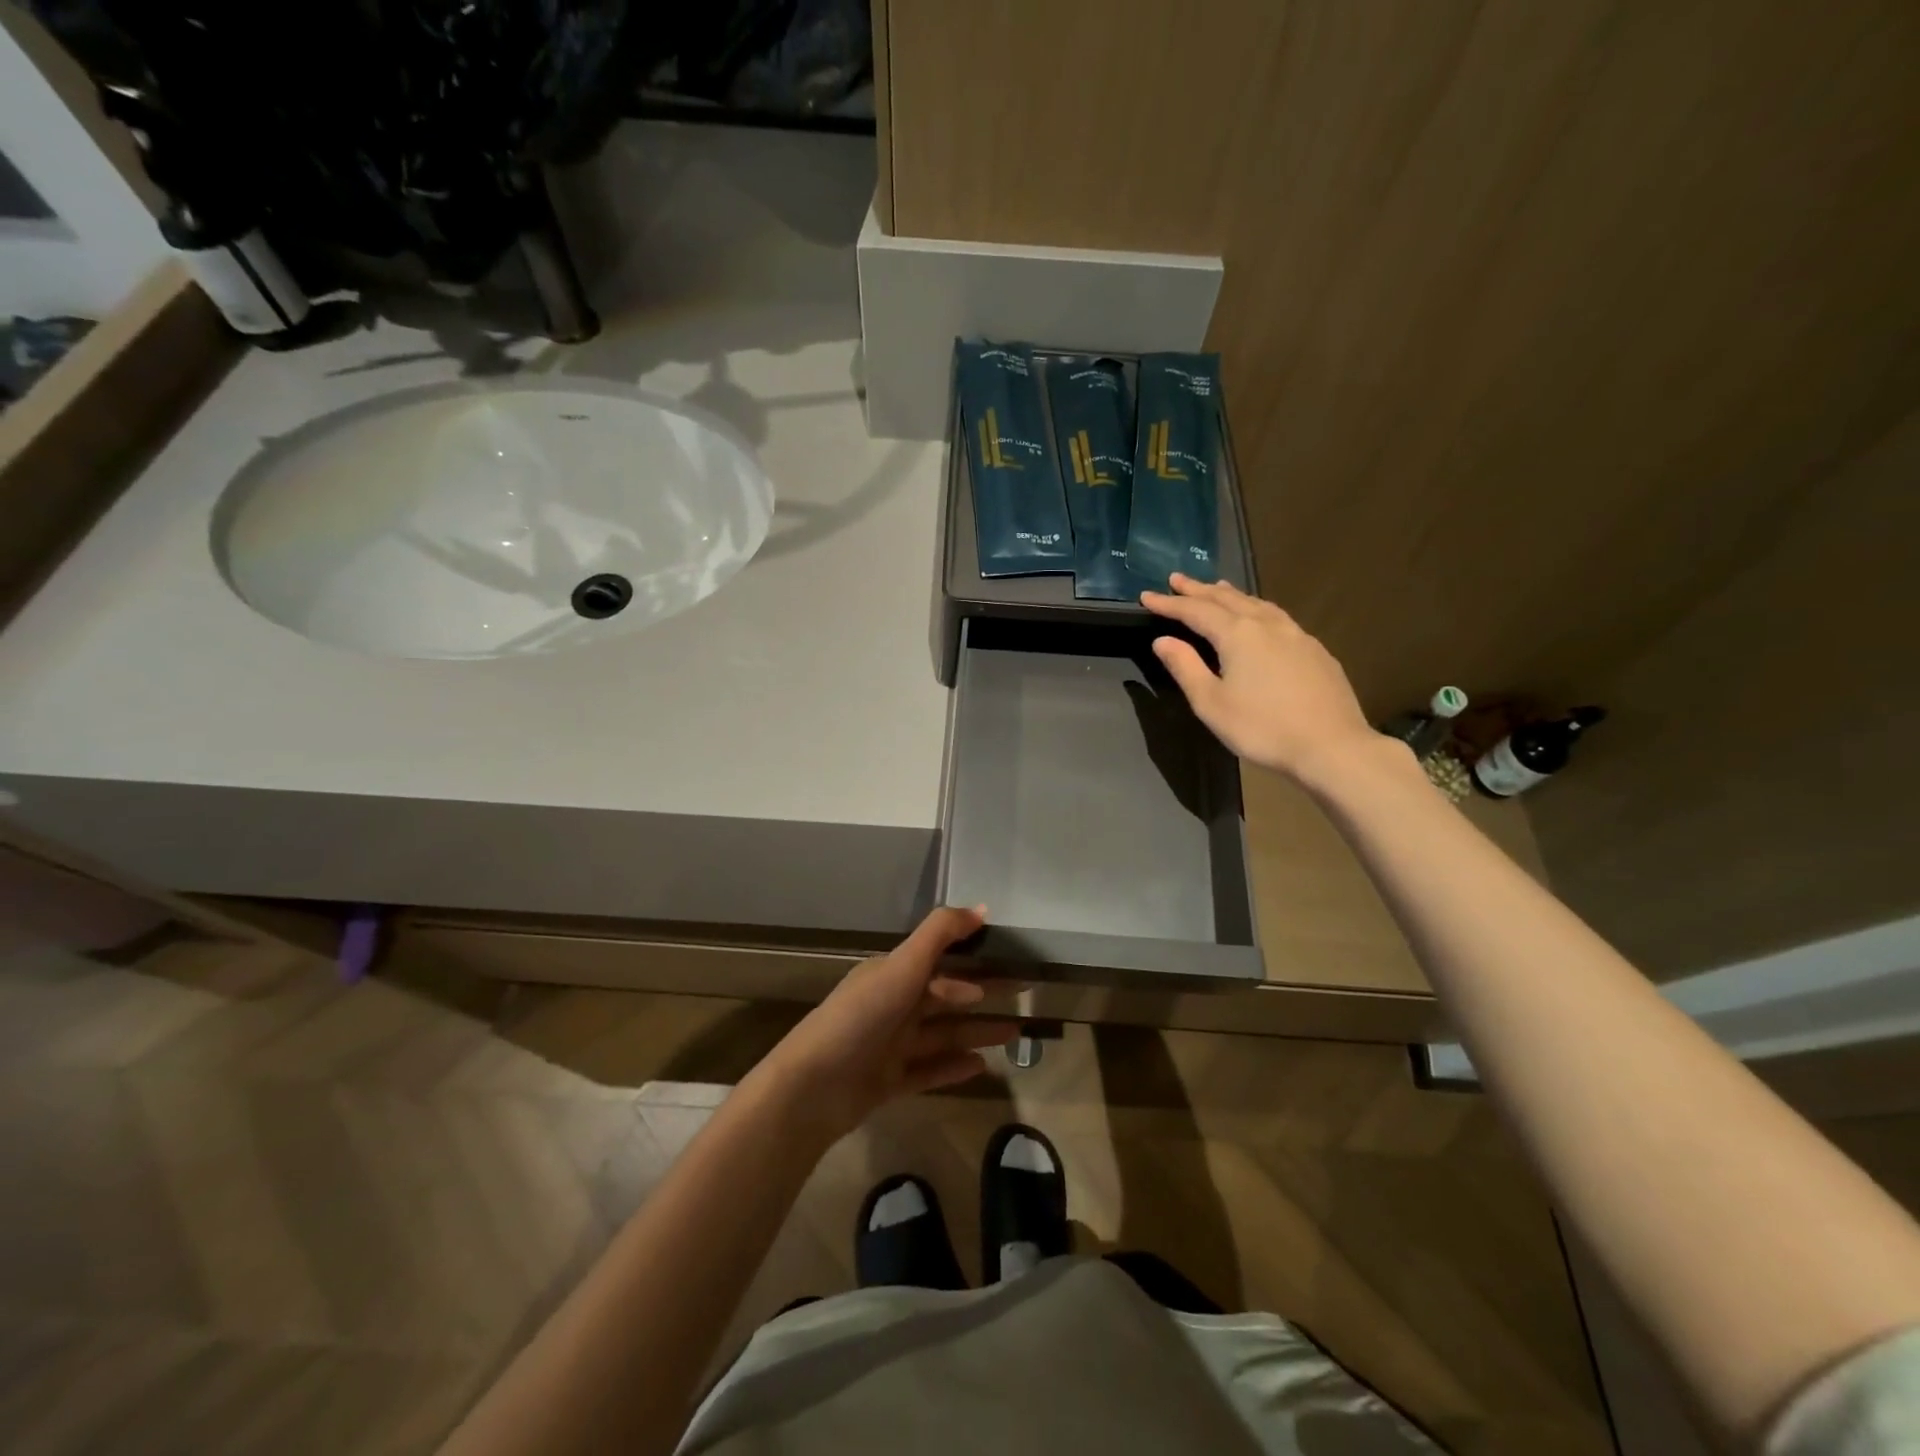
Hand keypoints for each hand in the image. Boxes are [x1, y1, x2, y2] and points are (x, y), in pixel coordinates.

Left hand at [754, 906, 1017, 1141]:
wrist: (814, 1087)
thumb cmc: (862, 1016)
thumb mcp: (903, 965)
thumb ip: (940, 934)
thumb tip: (981, 907)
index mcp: (891, 975)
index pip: (937, 964)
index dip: (971, 963)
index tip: (1008, 963)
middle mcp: (892, 1006)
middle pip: (945, 998)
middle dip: (982, 996)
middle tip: (1022, 998)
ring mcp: (890, 1046)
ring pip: (942, 1035)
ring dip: (976, 1032)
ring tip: (1014, 1033)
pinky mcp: (888, 1082)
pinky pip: (929, 1071)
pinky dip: (954, 1067)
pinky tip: (983, 1067)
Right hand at [1142, 574, 1378, 784]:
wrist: (1332, 746)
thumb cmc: (1262, 728)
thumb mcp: (1211, 703)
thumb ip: (1185, 667)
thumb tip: (1163, 640)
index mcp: (1238, 635)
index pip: (1195, 611)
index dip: (1169, 603)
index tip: (1146, 596)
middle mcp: (1267, 625)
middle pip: (1227, 599)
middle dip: (1198, 589)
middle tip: (1176, 579)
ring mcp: (1296, 635)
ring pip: (1257, 604)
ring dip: (1230, 595)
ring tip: (1216, 588)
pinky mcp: (1315, 650)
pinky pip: (1277, 617)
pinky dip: (1256, 608)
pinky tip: (1259, 617)